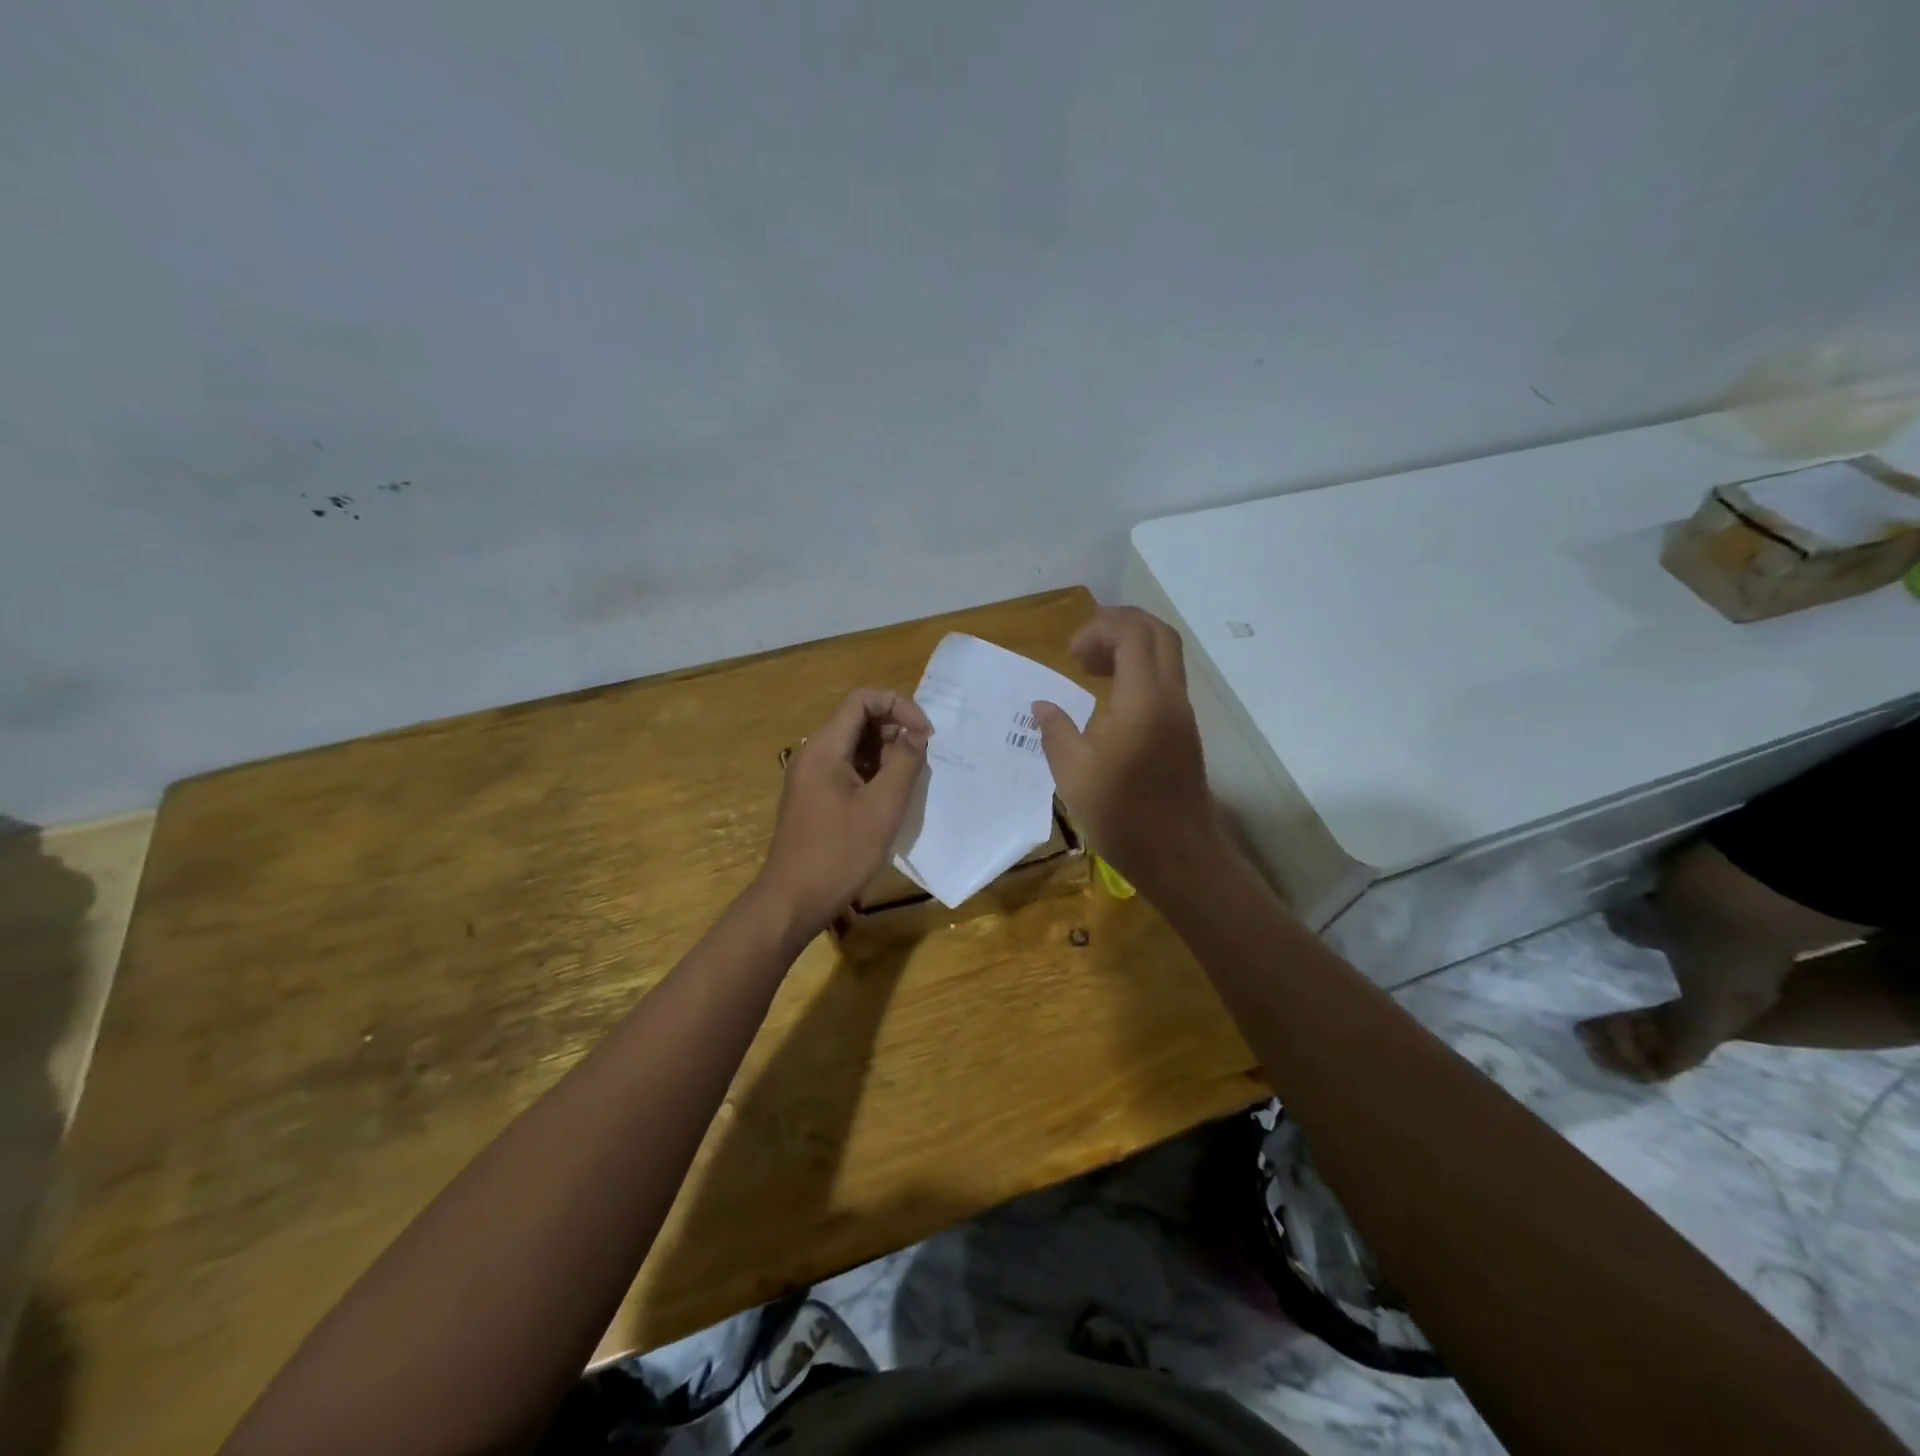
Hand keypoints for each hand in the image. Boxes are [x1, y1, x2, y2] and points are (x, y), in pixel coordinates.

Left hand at [755, 688, 931, 937]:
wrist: (793, 900)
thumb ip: (904, 762)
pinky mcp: (815, 797)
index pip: (861, 700)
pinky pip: (847, 768)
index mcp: (824, 748)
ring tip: (910, 779)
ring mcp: (811, 777)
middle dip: (894, 729)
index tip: (924, 734)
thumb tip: (915, 735)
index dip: (898, 705)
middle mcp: (814, 755)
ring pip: (854, 745)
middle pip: (857, 720)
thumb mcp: (883, 806)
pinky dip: (873, 772)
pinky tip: (890, 796)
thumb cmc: (840, 853)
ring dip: (886, 752)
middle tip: (921, 759)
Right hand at [1031, 607, 1223, 893]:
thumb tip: (1041, 707)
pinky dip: (1139, 673)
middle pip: (1157, 633)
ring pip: (1166, 656)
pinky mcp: (1184, 731)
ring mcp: (1182, 714)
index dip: (1099, 628)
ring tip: (1092, 670)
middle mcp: (1170, 697)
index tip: (1070, 653)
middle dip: (1119, 626)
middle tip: (1084, 648)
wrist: (1177, 854)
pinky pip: (1165, 681)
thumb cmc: (1121, 814)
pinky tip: (1111, 702)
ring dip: (1131, 649)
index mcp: (1143, 700)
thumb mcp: (1073, 773)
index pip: (1132, 633)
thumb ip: (1055, 730)